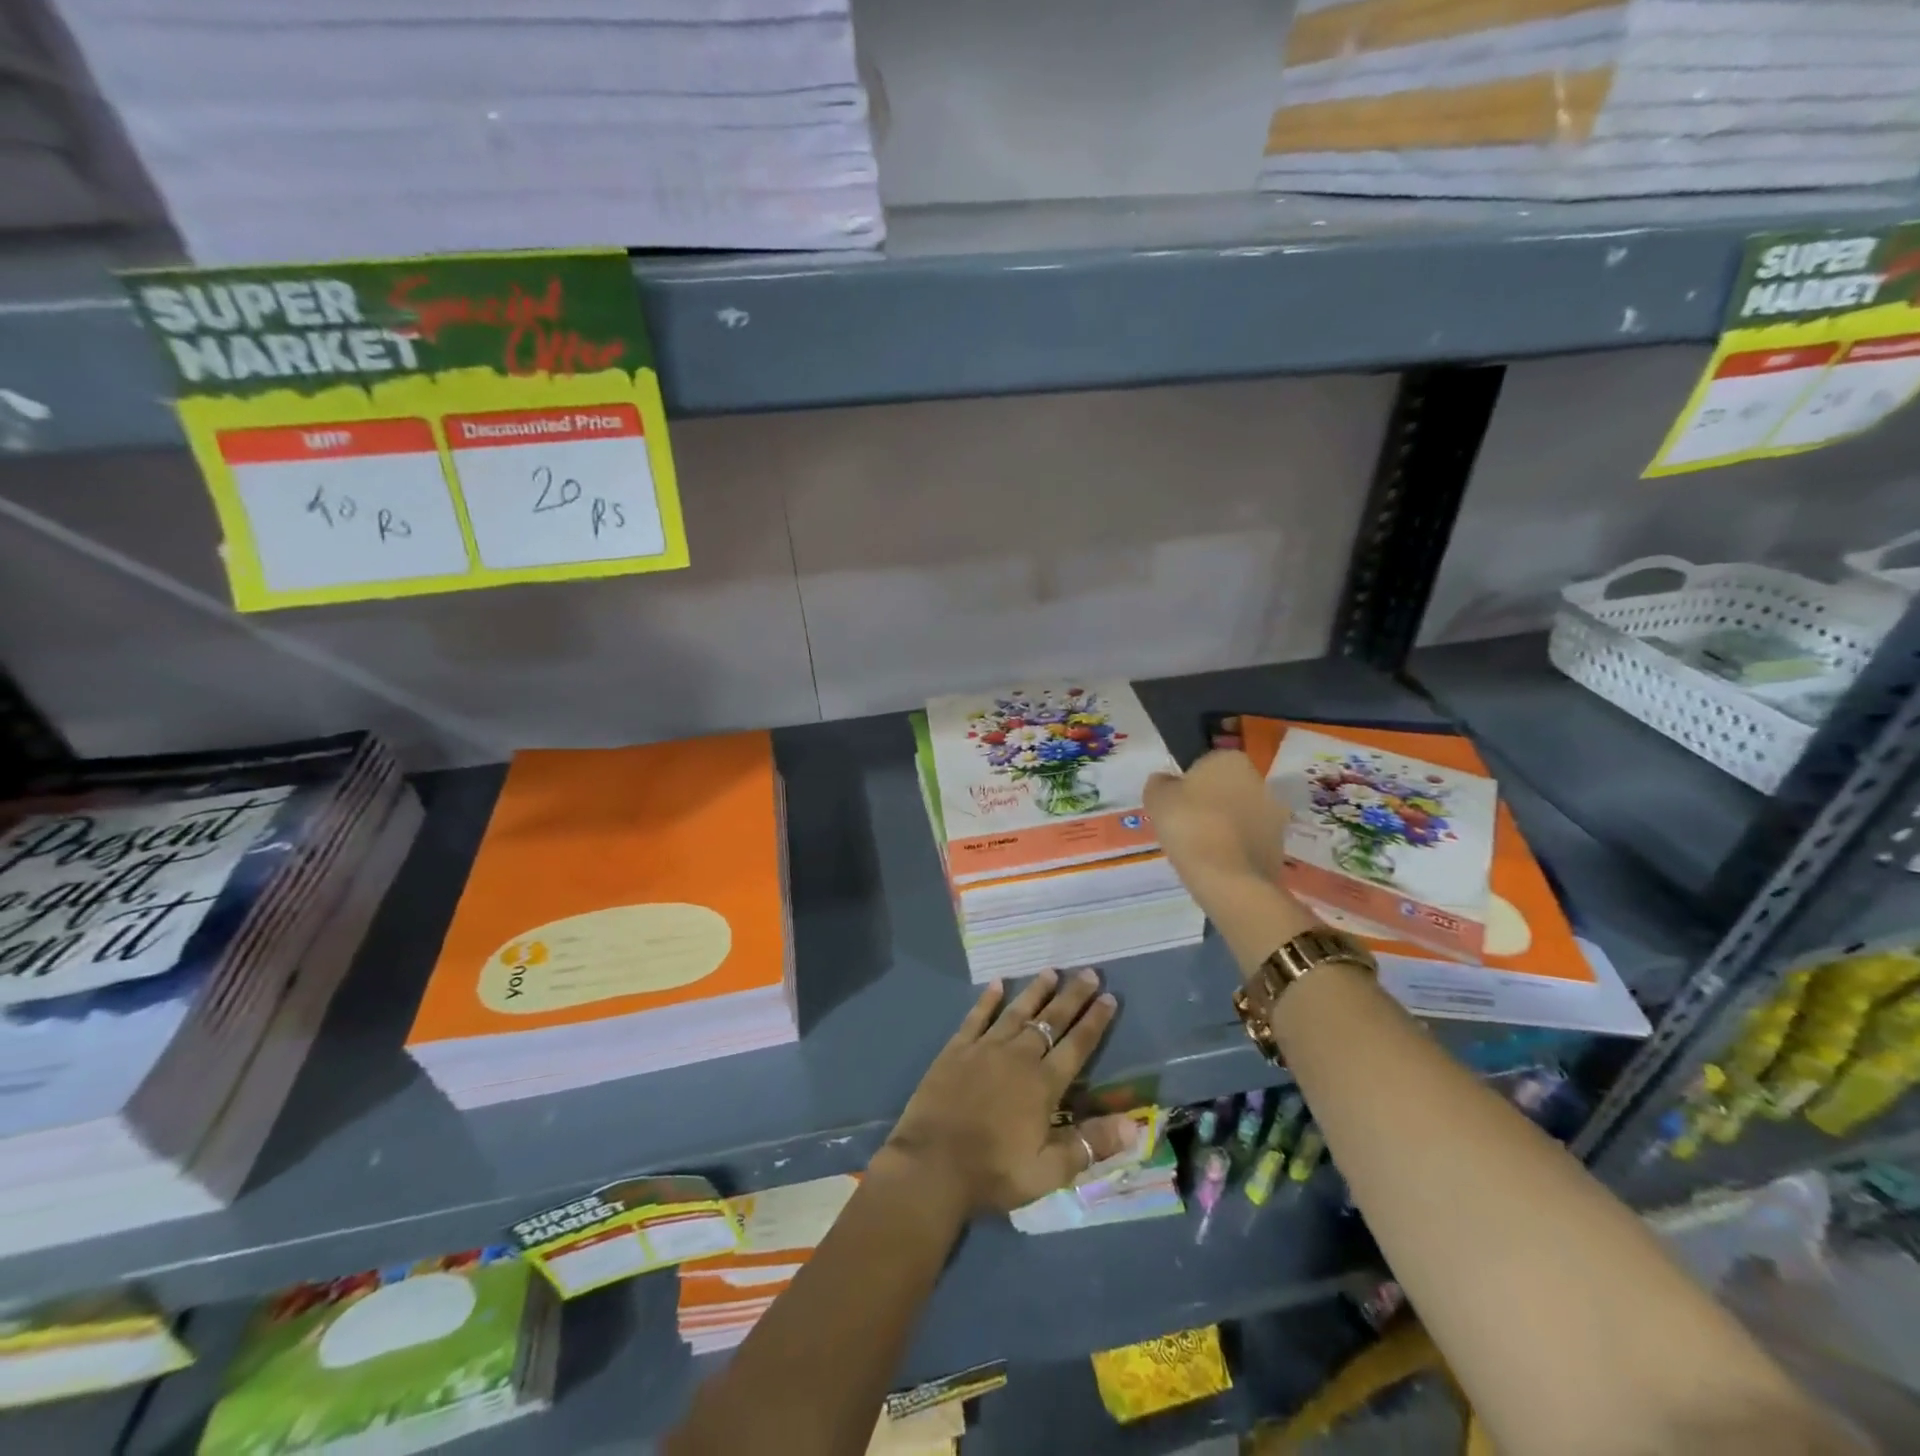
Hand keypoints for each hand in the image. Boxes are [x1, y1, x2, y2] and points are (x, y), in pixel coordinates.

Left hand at [881, 969, 1137, 1215]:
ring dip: (1036, 991)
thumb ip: (1091, 1144)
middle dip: (1072, 996)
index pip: (1077, 1046)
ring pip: (1017, 1012)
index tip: (1110, 997)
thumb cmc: (993, 1172)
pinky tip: (997, 983)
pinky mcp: (956, 1049)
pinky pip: (977, 1017)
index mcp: (1043, 1084)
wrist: (932, 1164)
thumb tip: (1135, 1124)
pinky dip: (988, 999)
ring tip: (1051, 971)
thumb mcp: (1049, 1171)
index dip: (1095, 1021)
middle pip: (1051, 1021)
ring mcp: (985, 1049)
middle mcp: (1018, 1057)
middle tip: (1089, 972)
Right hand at [1143, 749, 1287, 889]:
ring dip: (1223, 827)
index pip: (1204, 764)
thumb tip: (1165, 781)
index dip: (1186, 784)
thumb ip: (1159, 783)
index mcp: (1230, 759)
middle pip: (1225, 789)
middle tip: (1184, 827)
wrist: (1229, 879)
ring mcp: (1274, 814)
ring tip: (1198, 850)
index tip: (1174, 804)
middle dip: (1208, 804)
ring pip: (1238, 815)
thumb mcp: (1157, 798)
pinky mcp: (1279, 844)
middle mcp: (1258, 779)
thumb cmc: (1190, 826)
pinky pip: (1248, 841)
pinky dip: (1234, 849)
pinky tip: (1216, 864)